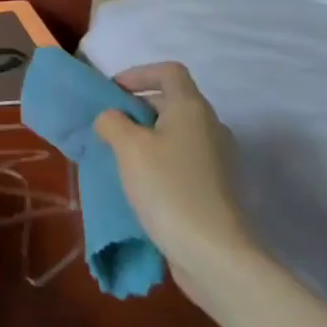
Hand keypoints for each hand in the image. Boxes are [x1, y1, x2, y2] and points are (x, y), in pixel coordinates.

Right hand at [96, 62, 256, 284]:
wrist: (215, 255)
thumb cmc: (169, 189)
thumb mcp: (128, 147)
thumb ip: (112, 121)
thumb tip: (112, 119)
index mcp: (192, 108)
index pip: (169, 71)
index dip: (138, 74)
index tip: (113, 92)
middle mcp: (211, 127)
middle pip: (172, 101)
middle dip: (137, 108)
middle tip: (108, 127)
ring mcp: (218, 159)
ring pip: (176, 133)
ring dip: (146, 137)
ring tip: (119, 157)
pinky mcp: (216, 188)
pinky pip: (182, 159)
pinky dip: (160, 161)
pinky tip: (140, 184)